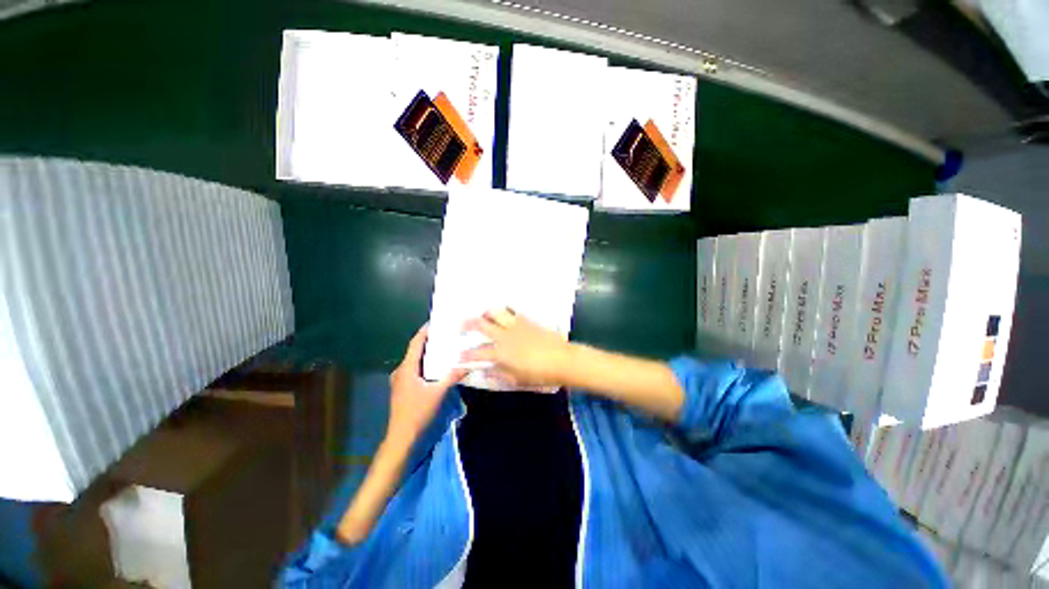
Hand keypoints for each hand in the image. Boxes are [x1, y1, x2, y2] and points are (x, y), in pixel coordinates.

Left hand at [388, 324, 466, 442]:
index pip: (415, 344)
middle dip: (428, 341)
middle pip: (415, 351)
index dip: (424, 332)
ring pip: (414, 361)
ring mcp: (400, 380)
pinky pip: (414, 370)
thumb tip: (468, 364)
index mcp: (406, 369)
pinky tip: (436, 366)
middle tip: (445, 334)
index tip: (435, 322)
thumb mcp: (438, 393)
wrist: (401, 437)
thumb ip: (452, 377)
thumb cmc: (417, 412)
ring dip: (427, 353)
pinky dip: (425, 364)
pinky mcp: (403, 388)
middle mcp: (401, 371)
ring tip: (443, 347)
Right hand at [461, 308, 572, 388]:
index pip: (477, 353)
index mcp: (501, 353)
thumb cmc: (540, 374)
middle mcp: (505, 336)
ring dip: (486, 313)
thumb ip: (499, 375)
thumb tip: (485, 373)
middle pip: (482, 325)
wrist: (563, 360)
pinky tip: (505, 315)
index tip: (459, 357)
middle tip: (461, 325)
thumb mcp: (517, 380)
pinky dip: (505, 312)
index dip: (466, 355)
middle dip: (468, 324)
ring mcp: (517, 326)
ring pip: (497, 313)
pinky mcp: (528, 321)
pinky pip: (513, 312)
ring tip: (482, 315)